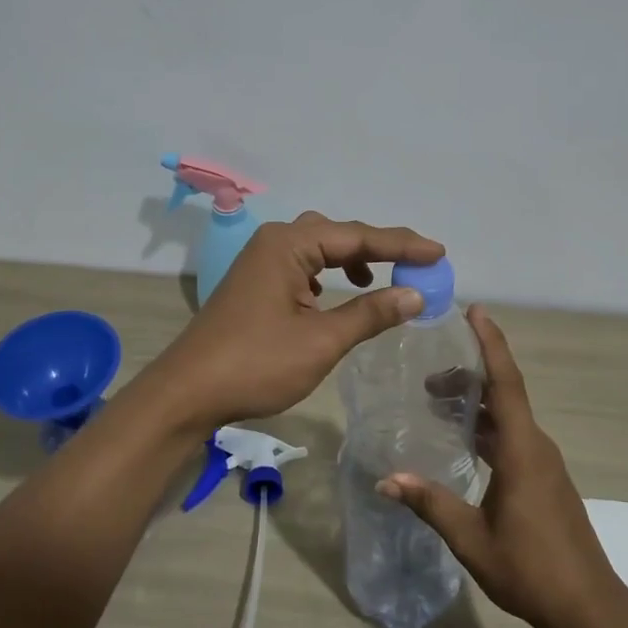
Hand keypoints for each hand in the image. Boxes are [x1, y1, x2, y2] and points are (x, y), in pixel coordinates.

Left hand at [147, 212, 444, 429]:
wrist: (187, 392)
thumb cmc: (256, 364)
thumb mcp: (321, 341)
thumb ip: (370, 313)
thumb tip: (416, 295)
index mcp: (289, 244)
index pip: (357, 236)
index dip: (402, 245)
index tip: (439, 253)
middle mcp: (274, 241)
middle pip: (337, 234)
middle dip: (379, 248)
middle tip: (417, 263)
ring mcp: (260, 261)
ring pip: (318, 248)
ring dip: (352, 260)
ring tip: (381, 279)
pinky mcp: (254, 282)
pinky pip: (301, 265)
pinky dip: (327, 274)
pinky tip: (335, 295)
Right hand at [379, 307, 625, 627]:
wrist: (589, 609)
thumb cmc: (531, 568)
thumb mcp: (471, 538)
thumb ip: (429, 503)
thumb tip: (386, 479)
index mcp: (522, 449)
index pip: (505, 382)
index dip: (490, 343)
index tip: (475, 311)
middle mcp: (537, 446)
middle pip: (503, 394)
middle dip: (469, 377)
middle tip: (429, 379)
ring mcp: (545, 463)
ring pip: (509, 417)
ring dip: (477, 405)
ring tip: (439, 404)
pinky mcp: (546, 480)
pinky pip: (515, 437)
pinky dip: (488, 427)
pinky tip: (465, 442)